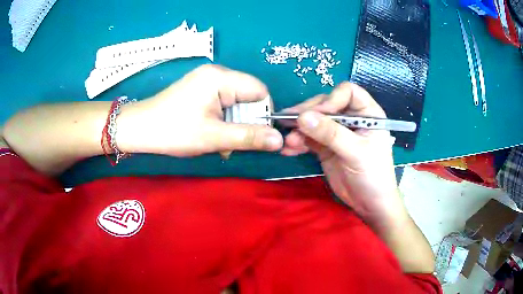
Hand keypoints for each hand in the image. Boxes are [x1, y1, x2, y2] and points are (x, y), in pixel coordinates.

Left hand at [118, 65, 283, 155]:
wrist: (139, 129)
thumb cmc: (173, 131)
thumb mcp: (214, 137)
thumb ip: (248, 137)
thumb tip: (279, 141)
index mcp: (221, 78)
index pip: (260, 91)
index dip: (263, 114)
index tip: (256, 136)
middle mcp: (217, 73)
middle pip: (248, 96)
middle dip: (246, 121)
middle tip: (233, 142)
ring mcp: (207, 80)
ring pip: (236, 101)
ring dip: (234, 123)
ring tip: (220, 141)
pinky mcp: (200, 89)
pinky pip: (223, 102)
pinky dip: (223, 119)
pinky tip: (212, 132)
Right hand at [281, 82, 407, 227]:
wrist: (369, 204)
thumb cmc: (374, 176)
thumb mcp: (356, 153)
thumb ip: (331, 134)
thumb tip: (302, 117)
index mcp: (367, 113)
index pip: (348, 92)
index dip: (332, 99)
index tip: (318, 114)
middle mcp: (351, 118)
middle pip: (326, 105)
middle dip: (308, 114)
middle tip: (290, 123)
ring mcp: (337, 133)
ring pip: (314, 121)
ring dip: (299, 130)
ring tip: (287, 141)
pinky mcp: (326, 147)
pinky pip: (308, 139)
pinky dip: (298, 143)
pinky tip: (288, 150)